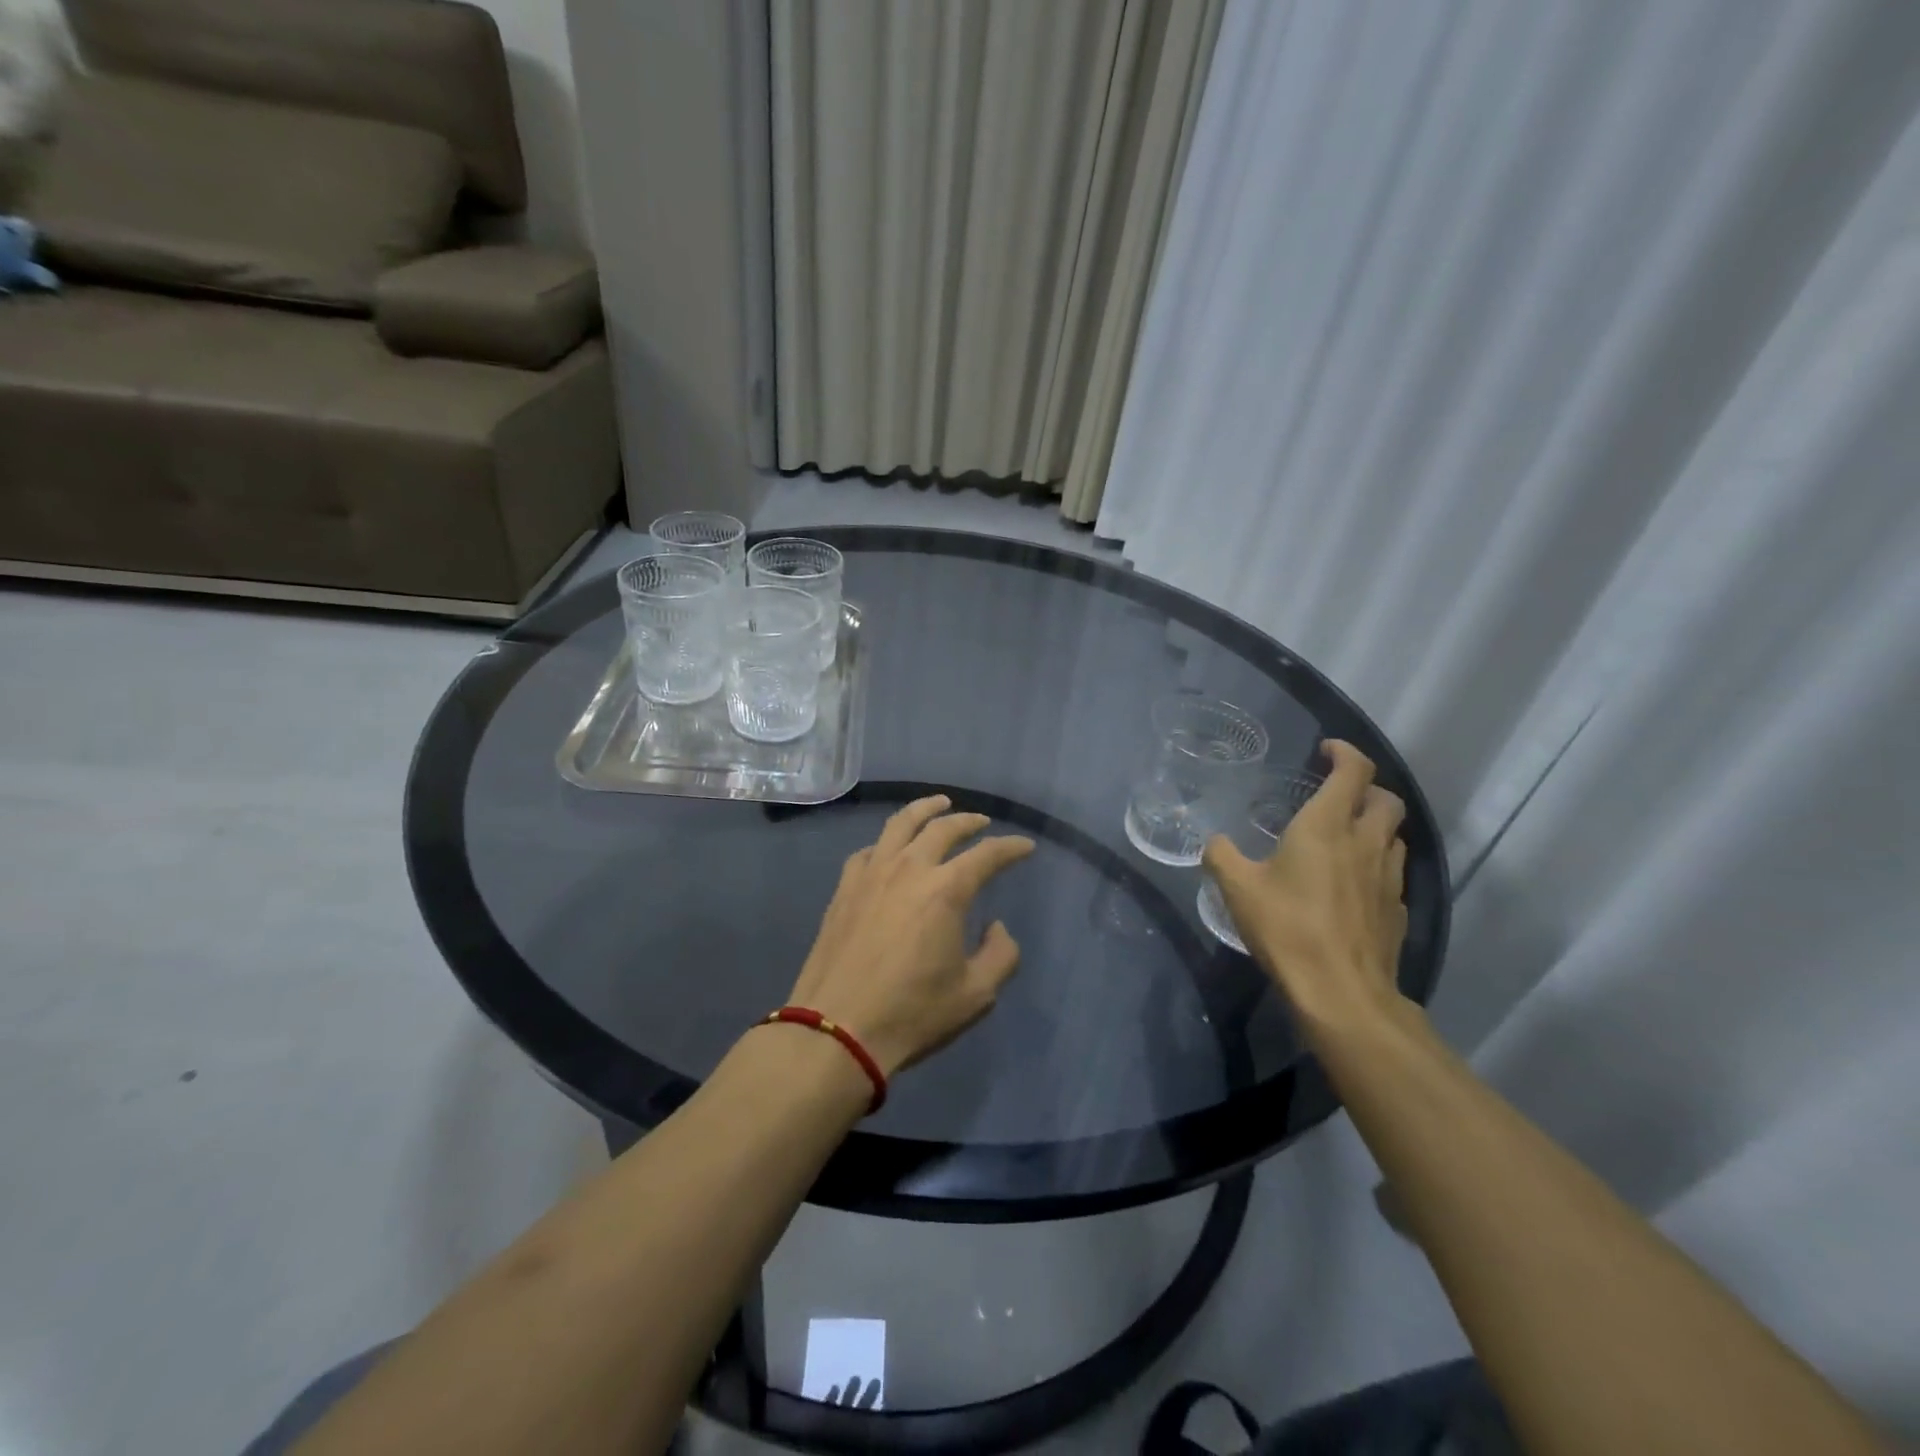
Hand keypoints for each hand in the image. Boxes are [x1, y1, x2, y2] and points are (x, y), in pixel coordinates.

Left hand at [786, 796, 1035, 1075]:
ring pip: (900, 824)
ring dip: (924, 809)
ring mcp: (871, 874)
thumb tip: (996, 926)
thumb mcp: (976, 995)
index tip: (1025, 846)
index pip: (987, 855)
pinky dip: (886, 842)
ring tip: (938, 803)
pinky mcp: (844, 889)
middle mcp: (909, 869)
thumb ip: (1001, 955)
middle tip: (982, 822)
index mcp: (946, 890)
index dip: (1011, 848)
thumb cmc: (912, 1013)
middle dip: (969, 820)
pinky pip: (868, 850)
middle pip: (943, 828)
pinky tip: (889, 848)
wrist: (837, 1029)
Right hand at [1203, 740, 1408, 1036]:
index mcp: (1327, 826)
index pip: (1354, 770)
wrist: (1342, 992)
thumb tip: (1214, 842)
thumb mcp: (1237, 888)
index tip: (1326, 750)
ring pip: (1394, 835)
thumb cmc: (1287, 928)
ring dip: (1375, 826)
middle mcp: (1365, 842)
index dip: (1345, 752)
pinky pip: (1392, 872)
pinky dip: (1377, 864)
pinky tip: (1354, 885)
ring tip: (1346, 838)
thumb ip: (1221, 856)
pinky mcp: (1398, 909)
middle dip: (1367, 787)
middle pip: (1387, 798)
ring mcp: (1388, 877)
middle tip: (1338, 795)